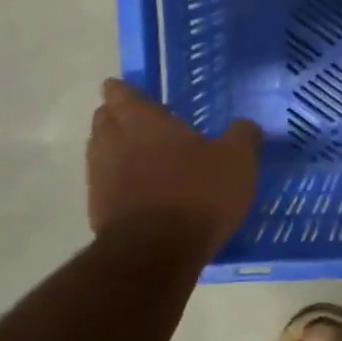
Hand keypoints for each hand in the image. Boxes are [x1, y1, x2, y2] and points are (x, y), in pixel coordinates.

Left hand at [86, 79, 260, 253]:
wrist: (155, 252)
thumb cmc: (198, 194)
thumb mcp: (237, 161)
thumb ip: (242, 137)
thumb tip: (244, 125)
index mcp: (144, 122)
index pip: (121, 94)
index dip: (122, 90)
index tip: (124, 87)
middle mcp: (114, 143)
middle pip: (104, 120)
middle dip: (116, 116)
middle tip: (137, 119)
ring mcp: (100, 178)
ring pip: (100, 152)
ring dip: (115, 149)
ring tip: (139, 155)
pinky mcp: (97, 210)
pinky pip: (105, 184)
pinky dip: (117, 181)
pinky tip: (139, 190)